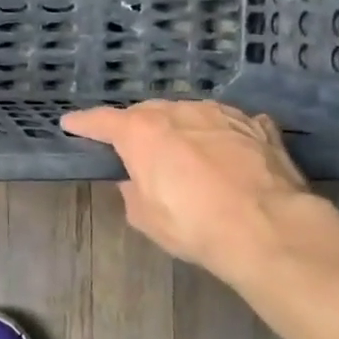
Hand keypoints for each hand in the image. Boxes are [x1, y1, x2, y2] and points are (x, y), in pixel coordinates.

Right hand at [61, 101, 313, 276]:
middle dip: (137, 128)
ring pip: (189, 113)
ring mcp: (220, 113)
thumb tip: (137, 180)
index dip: (83, 124)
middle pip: (147, 112)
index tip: (70, 124)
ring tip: (184, 152)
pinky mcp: (257, 125)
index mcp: (141, 131)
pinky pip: (228, 124)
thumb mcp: (145, 217)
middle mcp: (178, 111)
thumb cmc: (194, 224)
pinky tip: (226, 153)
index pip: (101, 121)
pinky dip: (220, 135)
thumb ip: (132, 190)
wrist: (268, 227)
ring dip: (180, 128)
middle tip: (136, 149)